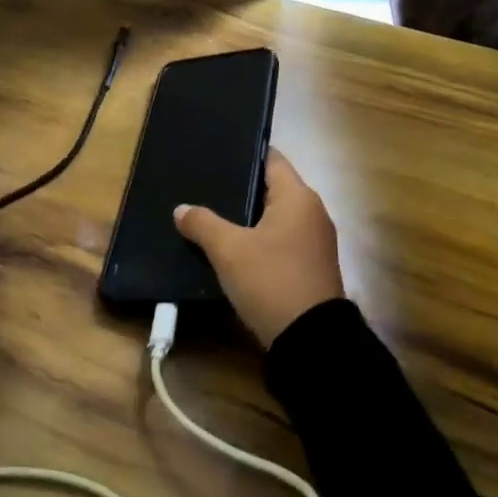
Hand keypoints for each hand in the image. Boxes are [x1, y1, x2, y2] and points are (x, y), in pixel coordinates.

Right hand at [173, 149, 343, 347]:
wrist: (311, 342)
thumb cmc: (272, 280)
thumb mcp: (229, 251)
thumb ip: (203, 224)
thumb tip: (182, 209)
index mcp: (298, 197)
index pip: (271, 159)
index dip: (244, 154)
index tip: (218, 155)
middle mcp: (312, 212)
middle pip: (272, 188)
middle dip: (241, 189)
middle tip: (206, 186)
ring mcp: (315, 241)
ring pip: (275, 217)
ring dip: (249, 218)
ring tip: (213, 215)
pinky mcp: (311, 266)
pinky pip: (281, 240)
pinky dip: (259, 239)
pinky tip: (233, 248)